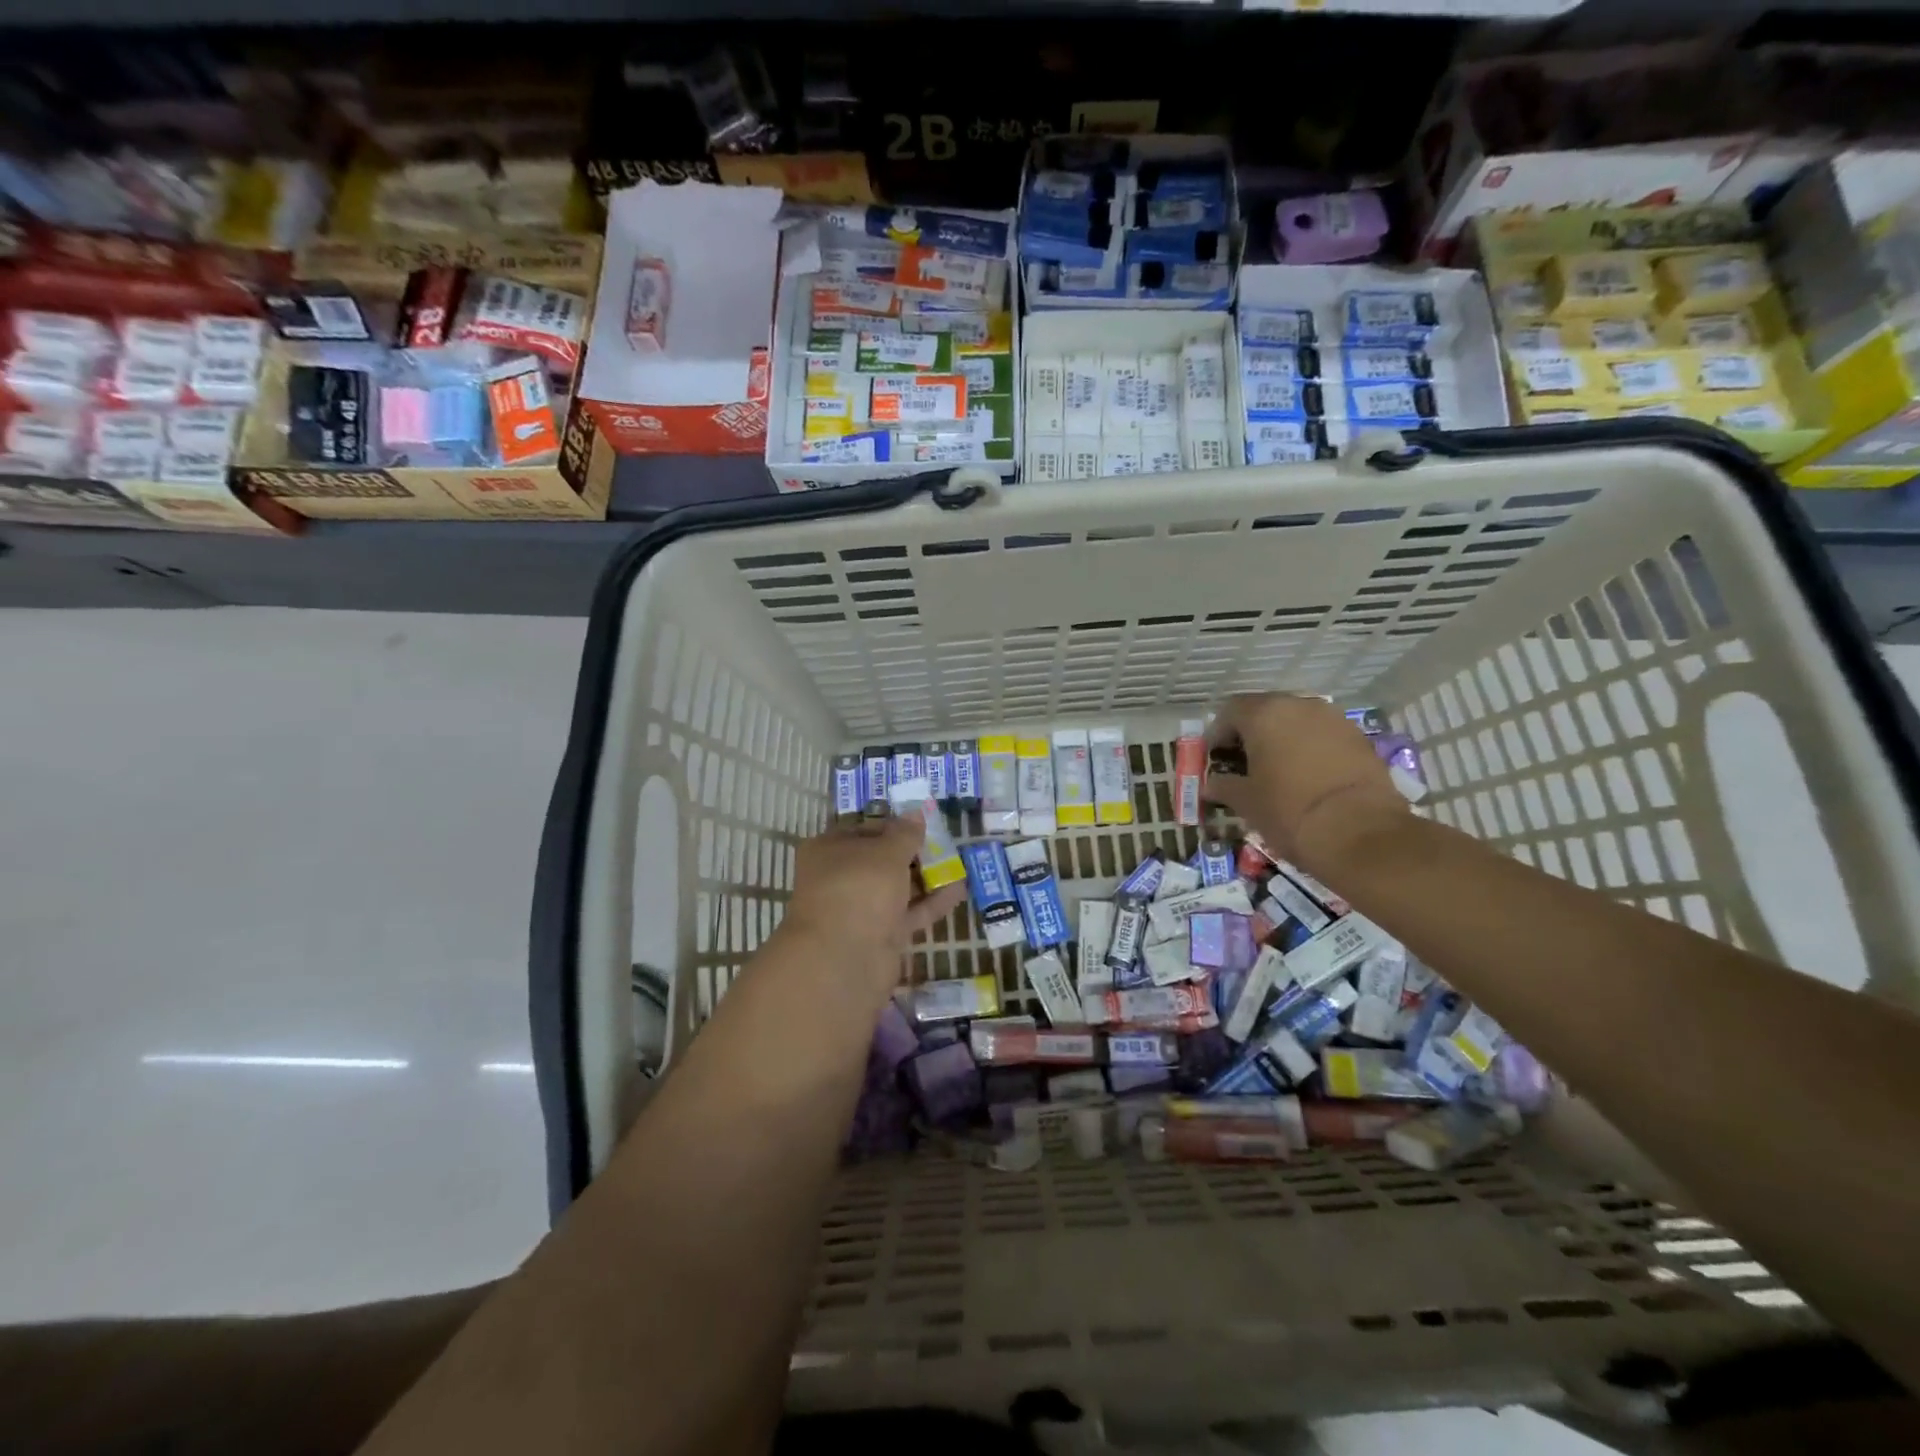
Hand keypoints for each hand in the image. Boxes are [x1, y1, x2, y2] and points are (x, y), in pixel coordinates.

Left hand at [778, 815, 966, 1002]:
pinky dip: (930, 902)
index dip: (893, 824)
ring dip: (925, 877)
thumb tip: (915, 813)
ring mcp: (858, 909)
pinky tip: (959, 890)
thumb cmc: (860, 888)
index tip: (923, 823)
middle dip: (913, 852)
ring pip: (895, 888)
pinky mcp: (878, 935)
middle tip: (945, 843)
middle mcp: (839, 877)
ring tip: (958, 863)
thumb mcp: (887, 852)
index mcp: (829, 850)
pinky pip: (907, 913)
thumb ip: (905, 833)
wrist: (844, 959)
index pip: (864, 829)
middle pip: (880, 860)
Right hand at [1204, 693, 1408, 873]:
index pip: (1230, 710)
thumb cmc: (1289, 811)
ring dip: (1283, 738)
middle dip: (1251, 732)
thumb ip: (1224, 786)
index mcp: (1264, 715)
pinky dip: (1310, 748)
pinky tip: (1307, 775)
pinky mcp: (1359, 738)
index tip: (1215, 756)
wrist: (1360, 833)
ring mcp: (1333, 719)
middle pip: (1266, 710)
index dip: (1218, 733)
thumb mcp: (1246, 802)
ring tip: (1277, 768)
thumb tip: (1211, 785)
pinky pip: (1323, 735)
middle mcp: (1299, 705)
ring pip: (1297, 721)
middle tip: (1243, 760)